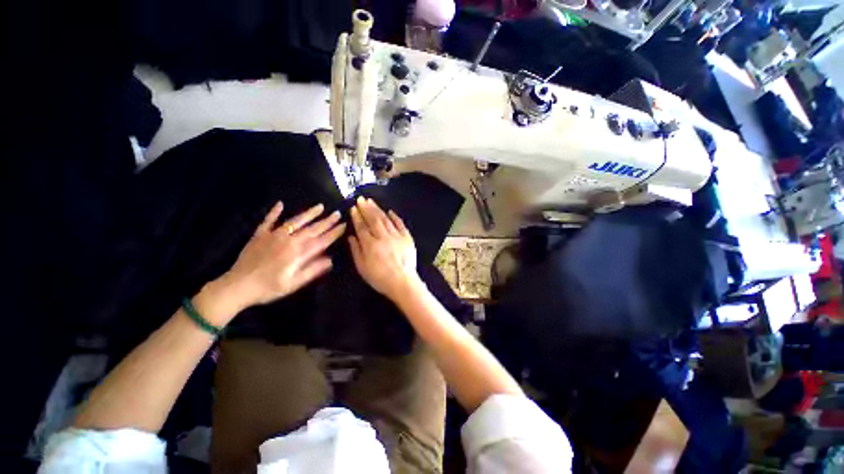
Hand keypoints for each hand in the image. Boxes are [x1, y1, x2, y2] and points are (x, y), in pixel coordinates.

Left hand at [203, 202, 345, 321]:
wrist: (237, 287)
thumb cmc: (268, 288)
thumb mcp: (293, 283)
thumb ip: (312, 270)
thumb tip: (330, 260)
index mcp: (298, 253)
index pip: (321, 240)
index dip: (334, 233)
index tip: (344, 225)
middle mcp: (288, 240)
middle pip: (311, 229)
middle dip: (326, 221)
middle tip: (337, 213)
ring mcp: (273, 236)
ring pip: (294, 221)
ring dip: (308, 213)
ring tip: (320, 206)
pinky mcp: (259, 235)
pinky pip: (268, 221)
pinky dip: (274, 212)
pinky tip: (280, 204)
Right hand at [348, 197, 419, 300]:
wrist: (403, 282)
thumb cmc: (380, 278)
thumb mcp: (362, 268)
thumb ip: (356, 251)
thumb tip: (351, 236)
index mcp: (371, 245)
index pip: (362, 227)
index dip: (357, 217)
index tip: (353, 208)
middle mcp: (383, 237)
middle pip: (374, 220)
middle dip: (366, 208)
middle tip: (361, 199)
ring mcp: (396, 236)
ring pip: (386, 219)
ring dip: (378, 210)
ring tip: (371, 202)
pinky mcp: (407, 238)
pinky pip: (400, 224)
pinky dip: (395, 217)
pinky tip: (390, 211)